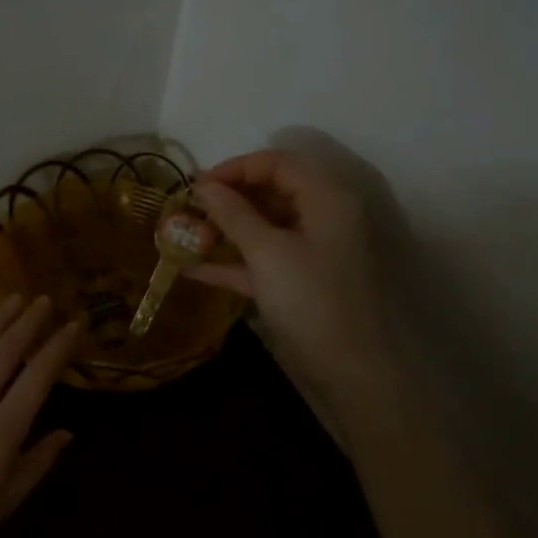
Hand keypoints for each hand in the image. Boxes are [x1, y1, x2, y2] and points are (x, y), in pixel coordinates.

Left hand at [0, 294, 79, 537]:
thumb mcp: (1, 506)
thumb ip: (35, 465)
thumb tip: (67, 433)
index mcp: (0, 434)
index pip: (37, 379)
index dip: (57, 349)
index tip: (73, 325)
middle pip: (5, 354)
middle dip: (29, 323)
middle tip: (45, 300)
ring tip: (14, 299)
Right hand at [186, 149, 392, 393]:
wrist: (352, 374)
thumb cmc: (312, 302)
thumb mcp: (267, 253)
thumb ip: (233, 214)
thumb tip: (202, 186)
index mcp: (326, 198)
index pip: (277, 163)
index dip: (235, 168)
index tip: (196, 186)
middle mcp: (323, 218)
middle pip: (271, 192)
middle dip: (227, 199)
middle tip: (188, 212)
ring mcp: (312, 252)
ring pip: (265, 227)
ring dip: (226, 230)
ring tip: (184, 238)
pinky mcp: (301, 283)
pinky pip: (263, 260)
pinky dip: (233, 262)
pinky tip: (194, 270)